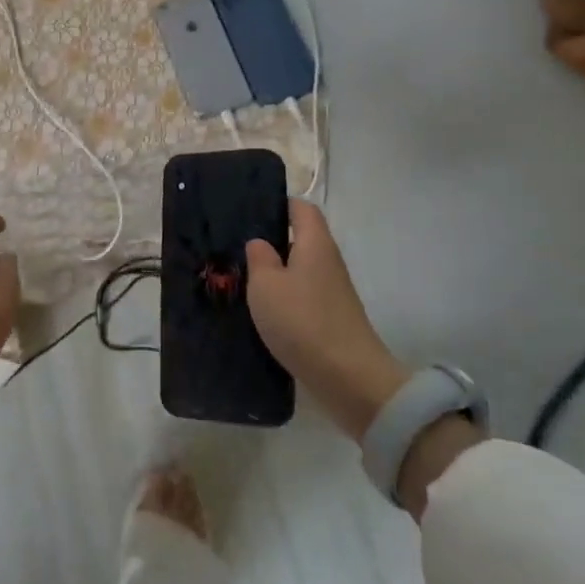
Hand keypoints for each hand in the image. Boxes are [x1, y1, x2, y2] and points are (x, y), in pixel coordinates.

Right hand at [246, 200, 409, 440]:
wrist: (349, 380)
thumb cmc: (303, 321)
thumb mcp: (265, 286)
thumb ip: (259, 258)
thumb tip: (260, 243)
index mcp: (315, 243)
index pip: (301, 208)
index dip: (278, 204)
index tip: (249, 210)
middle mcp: (328, 262)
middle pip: (301, 239)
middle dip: (271, 240)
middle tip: (235, 246)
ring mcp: (333, 292)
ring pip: (300, 269)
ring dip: (276, 272)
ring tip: (242, 278)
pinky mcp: (332, 319)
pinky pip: (304, 296)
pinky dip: (284, 298)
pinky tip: (262, 310)